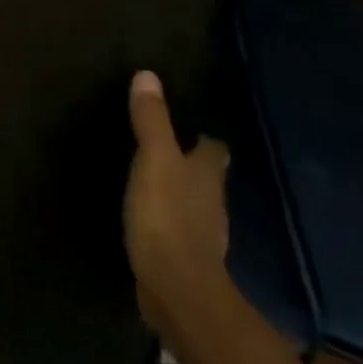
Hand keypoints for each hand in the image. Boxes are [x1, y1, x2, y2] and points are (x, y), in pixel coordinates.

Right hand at [124, 71, 230, 331]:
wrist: (176, 288)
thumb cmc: (167, 216)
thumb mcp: (154, 161)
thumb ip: (151, 121)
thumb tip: (148, 75)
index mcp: (207, 175)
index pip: (215, 149)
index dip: (205, 139)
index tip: (192, 130)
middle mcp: (212, 202)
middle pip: (208, 178)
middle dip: (193, 165)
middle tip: (169, 152)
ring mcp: (203, 234)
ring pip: (196, 205)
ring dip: (182, 195)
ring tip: (157, 184)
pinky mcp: (186, 259)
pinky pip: (180, 232)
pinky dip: (171, 224)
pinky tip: (153, 223)